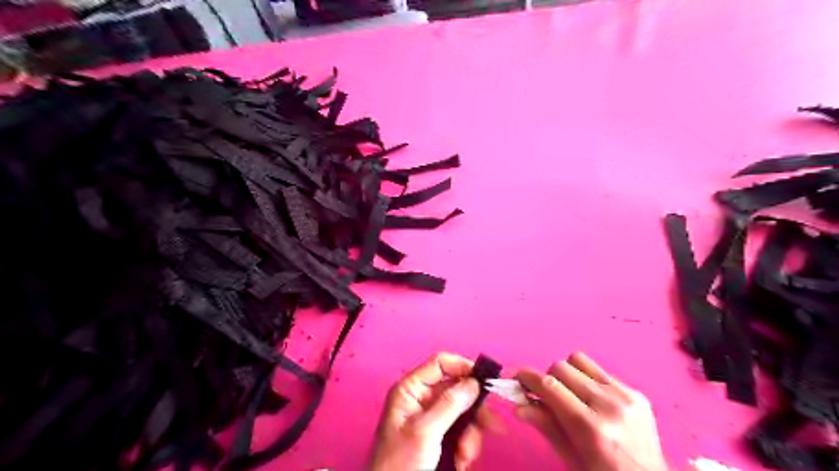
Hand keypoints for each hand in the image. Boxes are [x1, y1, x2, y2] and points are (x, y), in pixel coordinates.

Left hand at [370, 353, 481, 470]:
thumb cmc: (399, 463)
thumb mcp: (425, 432)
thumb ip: (450, 405)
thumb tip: (473, 382)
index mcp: (411, 389)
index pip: (440, 363)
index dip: (463, 367)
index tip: (484, 382)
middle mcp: (421, 398)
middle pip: (456, 389)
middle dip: (472, 410)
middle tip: (490, 426)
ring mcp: (430, 417)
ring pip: (462, 411)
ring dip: (470, 433)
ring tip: (465, 455)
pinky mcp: (438, 435)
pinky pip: (461, 430)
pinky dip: (466, 445)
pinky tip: (461, 461)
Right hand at [514, 352, 664, 470]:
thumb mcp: (570, 458)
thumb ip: (545, 426)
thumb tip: (518, 406)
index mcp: (591, 428)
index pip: (549, 386)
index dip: (528, 377)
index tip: (516, 377)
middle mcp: (609, 406)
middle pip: (561, 367)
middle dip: (548, 379)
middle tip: (547, 396)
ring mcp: (627, 396)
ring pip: (579, 360)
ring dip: (568, 374)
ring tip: (571, 394)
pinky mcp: (637, 393)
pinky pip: (600, 371)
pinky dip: (589, 381)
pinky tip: (594, 401)